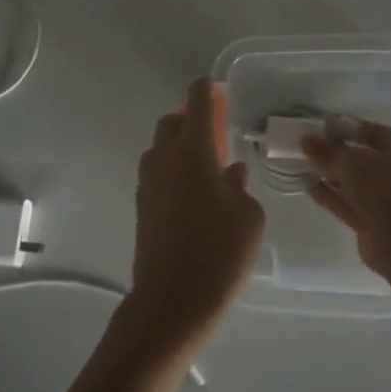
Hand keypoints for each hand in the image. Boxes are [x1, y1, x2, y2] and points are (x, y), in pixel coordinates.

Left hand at [128, 78, 265, 352]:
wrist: (172, 302)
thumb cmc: (219, 253)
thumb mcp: (248, 217)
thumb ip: (240, 187)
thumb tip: (230, 174)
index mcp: (193, 150)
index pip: (196, 102)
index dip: (206, 90)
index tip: (217, 89)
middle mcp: (165, 158)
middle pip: (172, 122)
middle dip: (190, 119)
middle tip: (215, 133)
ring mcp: (148, 182)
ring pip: (160, 148)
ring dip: (179, 147)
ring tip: (207, 168)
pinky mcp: (141, 207)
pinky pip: (157, 174)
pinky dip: (172, 171)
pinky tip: (194, 196)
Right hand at [301, 118, 390, 278]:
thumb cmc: (383, 188)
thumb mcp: (352, 163)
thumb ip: (327, 151)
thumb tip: (304, 139)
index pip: (373, 132)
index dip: (348, 127)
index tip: (323, 125)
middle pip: (363, 158)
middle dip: (336, 153)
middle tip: (309, 145)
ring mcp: (386, 200)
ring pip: (354, 183)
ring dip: (331, 175)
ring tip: (303, 164)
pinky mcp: (372, 223)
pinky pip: (348, 204)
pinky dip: (330, 196)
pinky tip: (309, 187)